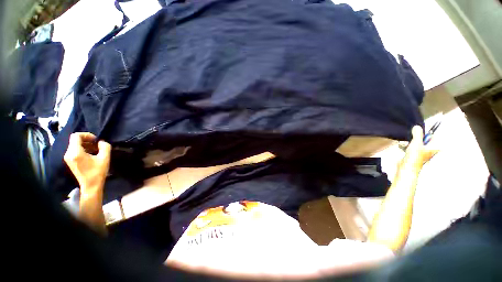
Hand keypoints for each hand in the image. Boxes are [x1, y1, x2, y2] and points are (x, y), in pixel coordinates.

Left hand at [64, 133, 110, 194]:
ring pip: (75, 145)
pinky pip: (75, 150)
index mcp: (75, 152)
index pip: (76, 136)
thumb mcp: (105, 158)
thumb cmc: (98, 172)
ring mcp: (68, 158)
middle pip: (75, 140)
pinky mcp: (70, 161)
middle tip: (97, 144)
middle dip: (87, 140)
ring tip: (96, 149)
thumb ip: (105, 147)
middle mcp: (68, 154)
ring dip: (85, 145)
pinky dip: (83, 149)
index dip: (86, 135)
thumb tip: (101, 142)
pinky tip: (91, 154)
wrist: (91, 185)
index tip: (96, 140)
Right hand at [400, 125, 437, 170]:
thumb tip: (417, 126)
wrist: (406, 168)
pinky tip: (402, 147)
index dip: (426, 133)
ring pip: (415, 143)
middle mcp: (429, 150)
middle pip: (423, 139)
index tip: (419, 131)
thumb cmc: (414, 157)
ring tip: (405, 144)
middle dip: (415, 138)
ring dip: (409, 142)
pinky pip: (410, 147)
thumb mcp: (417, 143)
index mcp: (434, 147)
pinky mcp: (413, 155)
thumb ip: (417, 134)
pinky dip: (406, 146)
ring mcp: (420, 153)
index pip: (433, 137)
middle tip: (411, 138)